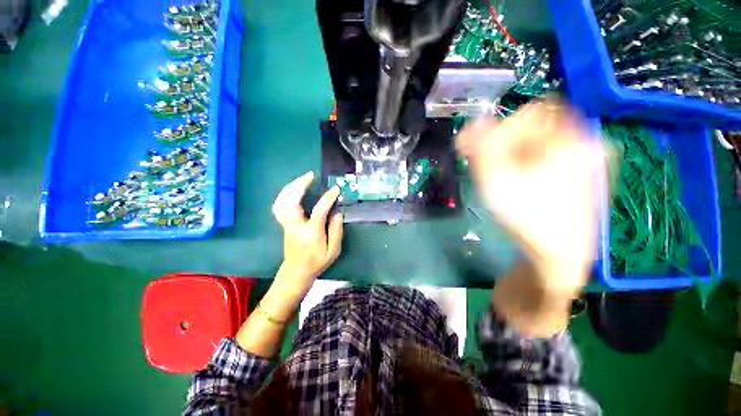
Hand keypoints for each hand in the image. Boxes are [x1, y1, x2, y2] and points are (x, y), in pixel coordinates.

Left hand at [271, 171, 343, 300]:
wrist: (297, 272)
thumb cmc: (317, 262)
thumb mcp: (333, 251)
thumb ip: (336, 232)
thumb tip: (337, 213)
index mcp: (310, 233)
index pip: (319, 210)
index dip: (328, 198)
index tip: (336, 189)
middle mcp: (295, 226)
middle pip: (292, 201)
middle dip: (301, 185)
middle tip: (311, 175)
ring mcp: (286, 225)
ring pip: (282, 202)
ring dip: (290, 187)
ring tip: (301, 179)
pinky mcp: (283, 224)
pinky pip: (278, 206)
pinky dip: (283, 195)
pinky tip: (291, 190)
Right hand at [457, 98, 605, 296]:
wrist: (559, 257)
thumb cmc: (527, 218)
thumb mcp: (496, 181)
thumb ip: (481, 148)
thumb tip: (471, 124)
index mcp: (571, 139)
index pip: (531, 112)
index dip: (503, 130)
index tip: (488, 153)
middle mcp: (586, 142)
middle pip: (538, 125)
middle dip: (508, 143)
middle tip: (492, 167)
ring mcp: (587, 158)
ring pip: (542, 140)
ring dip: (515, 153)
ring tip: (504, 177)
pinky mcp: (582, 172)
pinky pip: (550, 154)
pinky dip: (529, 161)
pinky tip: (519, 180)